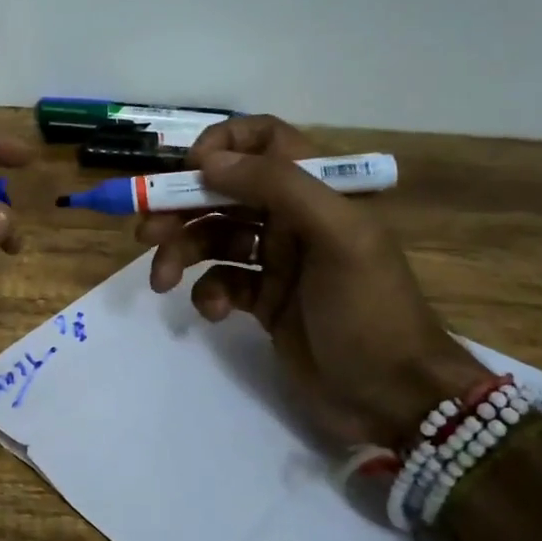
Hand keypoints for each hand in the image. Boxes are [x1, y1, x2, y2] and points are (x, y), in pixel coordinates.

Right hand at [137, 115, 489, 450]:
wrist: (395, 399)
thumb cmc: (371, 310)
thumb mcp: (337, 238)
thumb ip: (277, 186)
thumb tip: (208, 161)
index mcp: (317, 192)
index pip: (266, 140)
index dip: (224, 144)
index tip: (190, 170)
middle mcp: (294, 218)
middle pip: (224, 192)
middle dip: (181, 207)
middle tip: (146, 231)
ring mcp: (278, 261)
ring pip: (214, 237)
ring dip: (181, 252)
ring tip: (159, 279)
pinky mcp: (264, 300)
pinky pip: (221, 281)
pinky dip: (207, 292)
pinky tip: (211, 312)